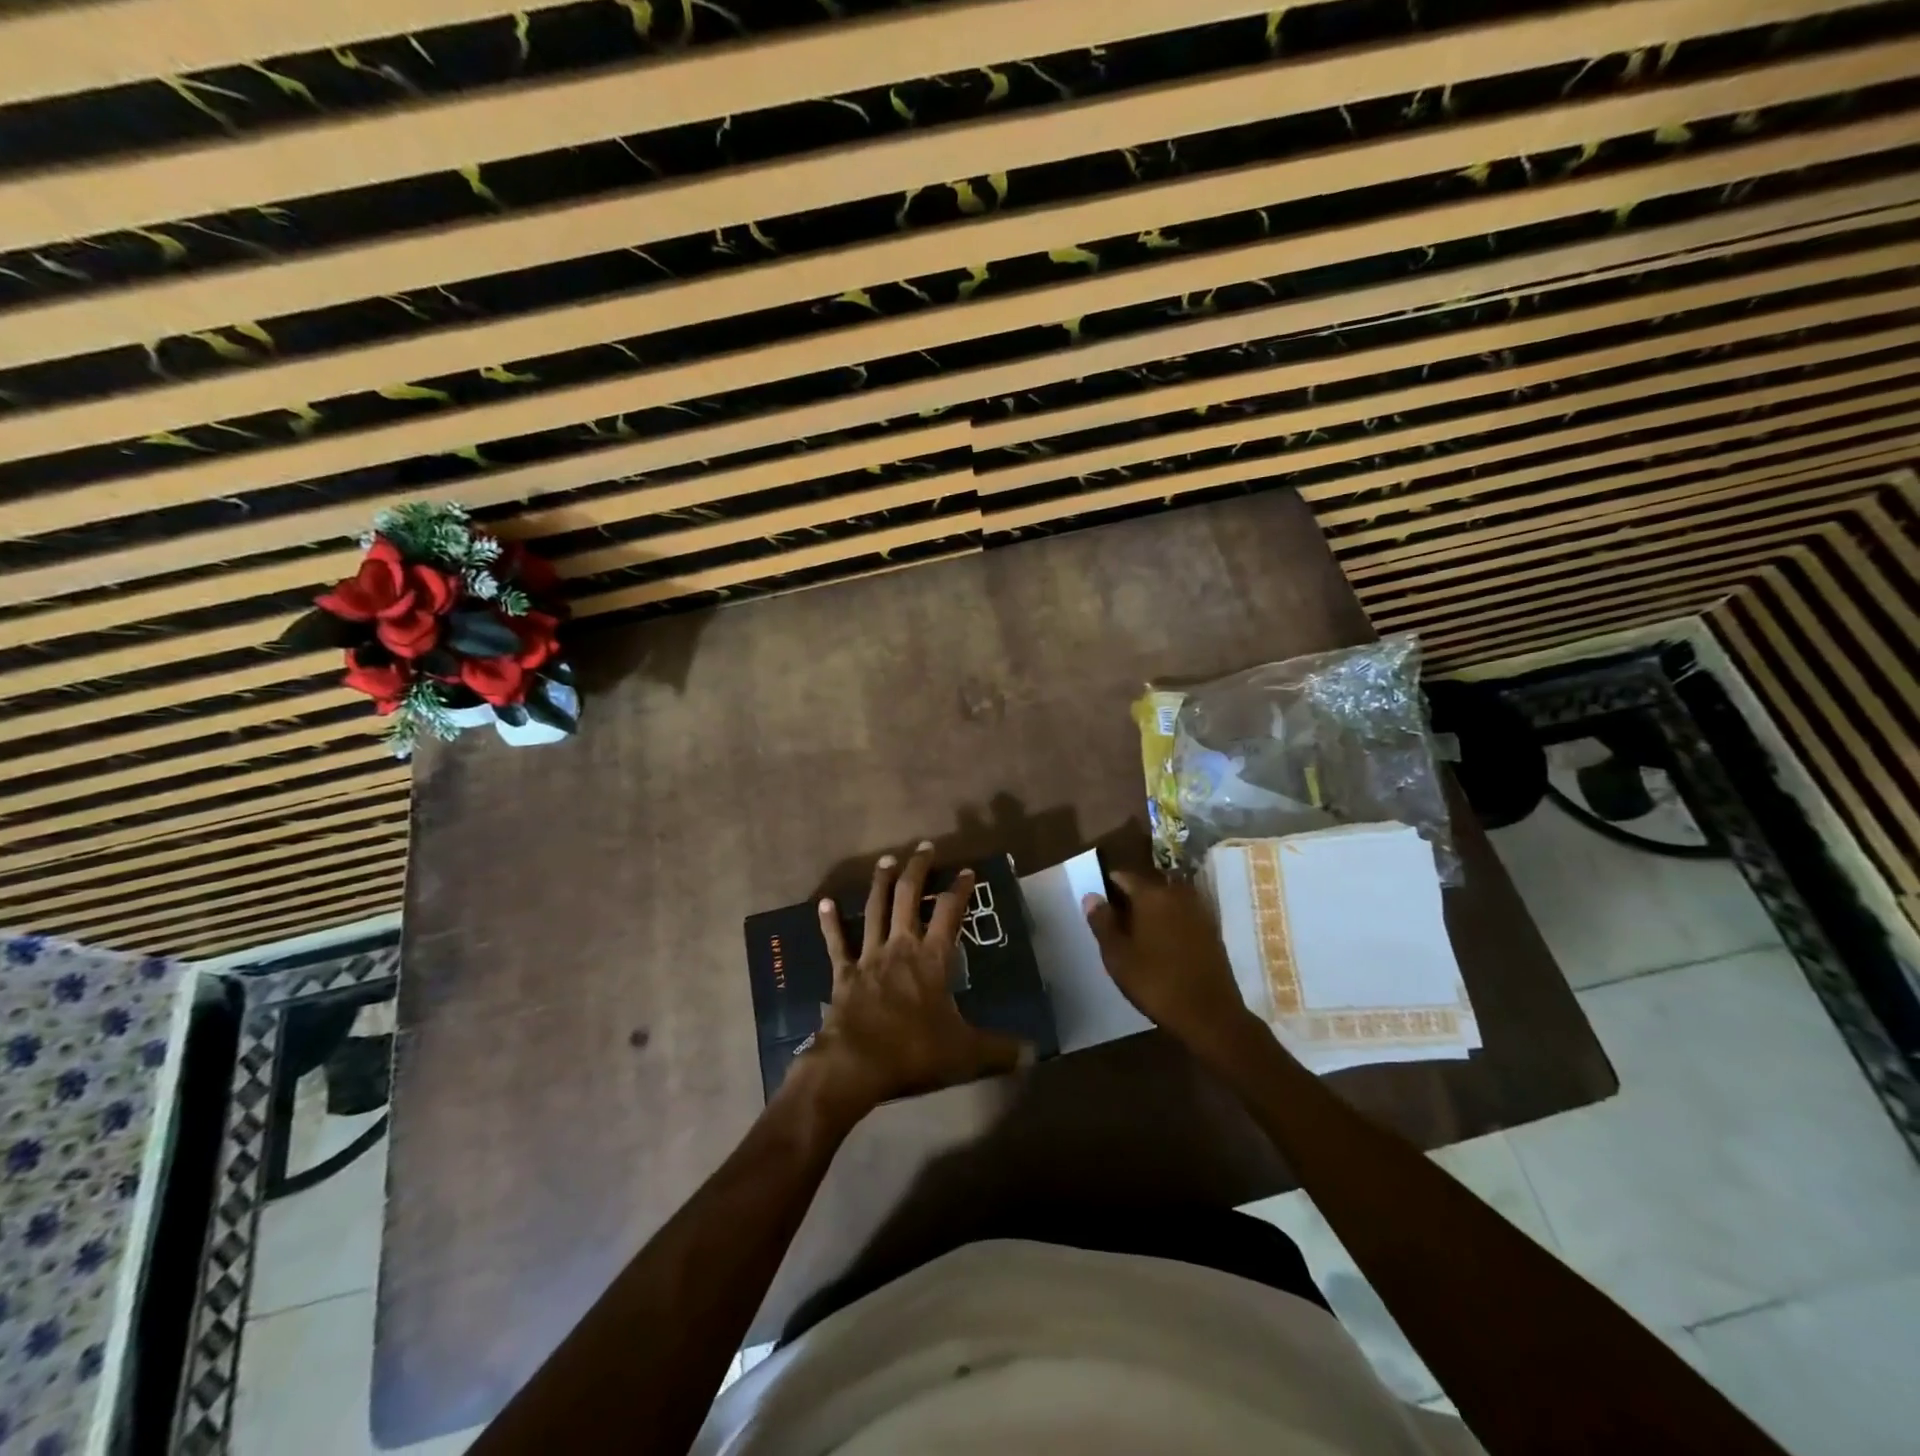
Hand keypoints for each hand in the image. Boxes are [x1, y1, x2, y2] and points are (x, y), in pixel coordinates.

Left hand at [804, 842, 1026, 1115]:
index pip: (950, 914)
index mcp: (933, 960)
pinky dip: (830, 922)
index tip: (967, 871)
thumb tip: (1034, 1053)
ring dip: (881, 883)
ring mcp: (869, 957)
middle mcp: (901, 947)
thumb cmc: (914, 1052)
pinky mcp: (844, 973)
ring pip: (875, 910)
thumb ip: (999, 1050)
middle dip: (918, 870)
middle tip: (924, 847)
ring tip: (886, 860)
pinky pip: (836, 942)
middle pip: (909, 898)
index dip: (960, 890)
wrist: (856, 1064)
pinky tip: (824, 902)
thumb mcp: (966, 1053)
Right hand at [1083, 870, 1264, 1058]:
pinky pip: (1181, 917)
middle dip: (1128, 901)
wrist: (1210, 1016)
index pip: (1122, 876)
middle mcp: (1177, 894)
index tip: (1097, 908)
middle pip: (1145, 887)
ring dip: (1148, 914)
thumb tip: (1092, 896)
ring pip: (1164, 902)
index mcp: (1152, 894)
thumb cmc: (1156, 983)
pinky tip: (1159, 948)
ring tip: (1134, 939)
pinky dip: (1167, 925)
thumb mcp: (1117, 955)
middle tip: (1113, 927)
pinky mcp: (1211, 931)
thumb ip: (1102, 922)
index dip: (1106, 888)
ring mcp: (1198, 911)